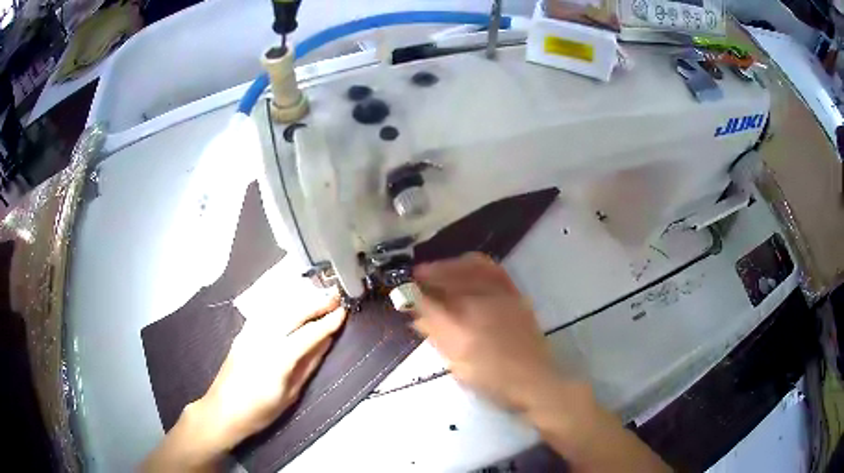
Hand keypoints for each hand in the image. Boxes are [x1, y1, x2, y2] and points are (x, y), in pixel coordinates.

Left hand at [200, 294, 346, 447]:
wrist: (223, 411)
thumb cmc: (260, 411)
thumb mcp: (290, 394)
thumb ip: (308, 365)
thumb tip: (325, 343)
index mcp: (277, 358)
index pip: (308, 334)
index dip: (327, 322)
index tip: (343, 312)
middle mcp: (262, 338)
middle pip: (293, 314)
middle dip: (315, 303)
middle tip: (335, 297)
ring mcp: (249, 333)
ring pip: (278, 308)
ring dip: (300, 301)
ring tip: (318, 297)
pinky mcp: (242, 333)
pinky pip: (266, 313)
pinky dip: (282, 306)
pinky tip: (291, 305)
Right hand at [413, 253, 560, 412]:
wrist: (533, 380)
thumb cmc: (492, 380)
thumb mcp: (457, 365)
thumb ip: (438, 337)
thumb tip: (419, 317)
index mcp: (462, 328)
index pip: (427, 302)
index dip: (411, 293)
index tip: (402, 290)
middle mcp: (480, 305)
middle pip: (448, 277)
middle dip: (428, 273)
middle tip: (416, 277)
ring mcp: (500, 296)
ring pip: (470, 266)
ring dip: (449, 265)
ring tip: (437, 270)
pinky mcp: (515, 294)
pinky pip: (491, 268)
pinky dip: (473, 263)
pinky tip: (466, 268)